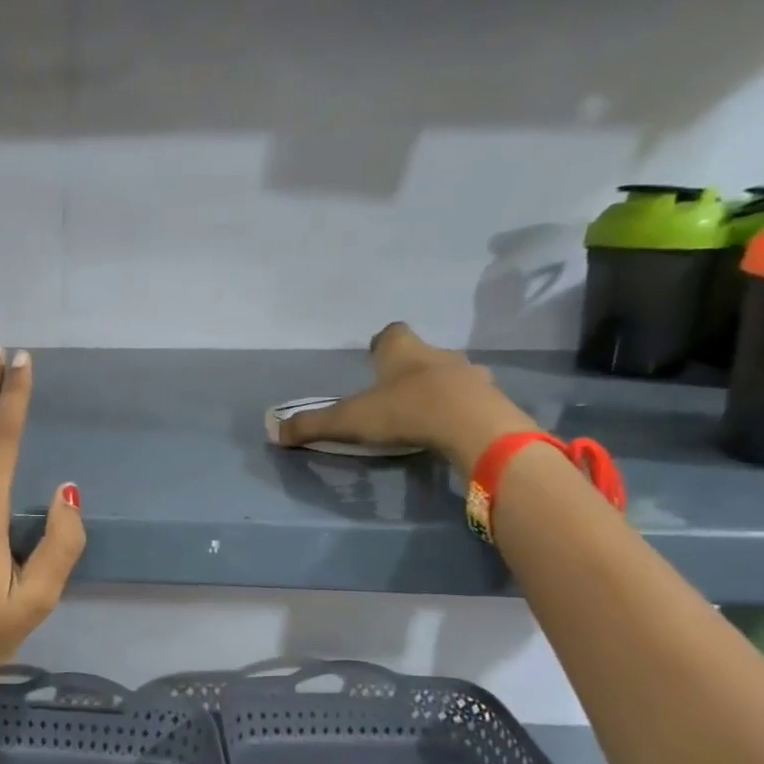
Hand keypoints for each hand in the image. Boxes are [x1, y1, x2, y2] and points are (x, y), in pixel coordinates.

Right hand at [276, 323, 536, 476]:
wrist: (472, 425)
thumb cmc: (405, 411)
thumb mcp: (349, 420)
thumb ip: (312, 425)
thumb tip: (272, 431)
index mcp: (401, 350)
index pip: (391, 333)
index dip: (382, 343)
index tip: (374, 357)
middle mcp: (437, 354)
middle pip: (421, 353)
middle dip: (408, 368)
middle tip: (393, 391)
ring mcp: (470, 375)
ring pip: (450, 374)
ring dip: (438, 388)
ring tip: (424, 412)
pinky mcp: (491, 399)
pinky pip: (472, 399)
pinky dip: (461, 408)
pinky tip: (452, 427)